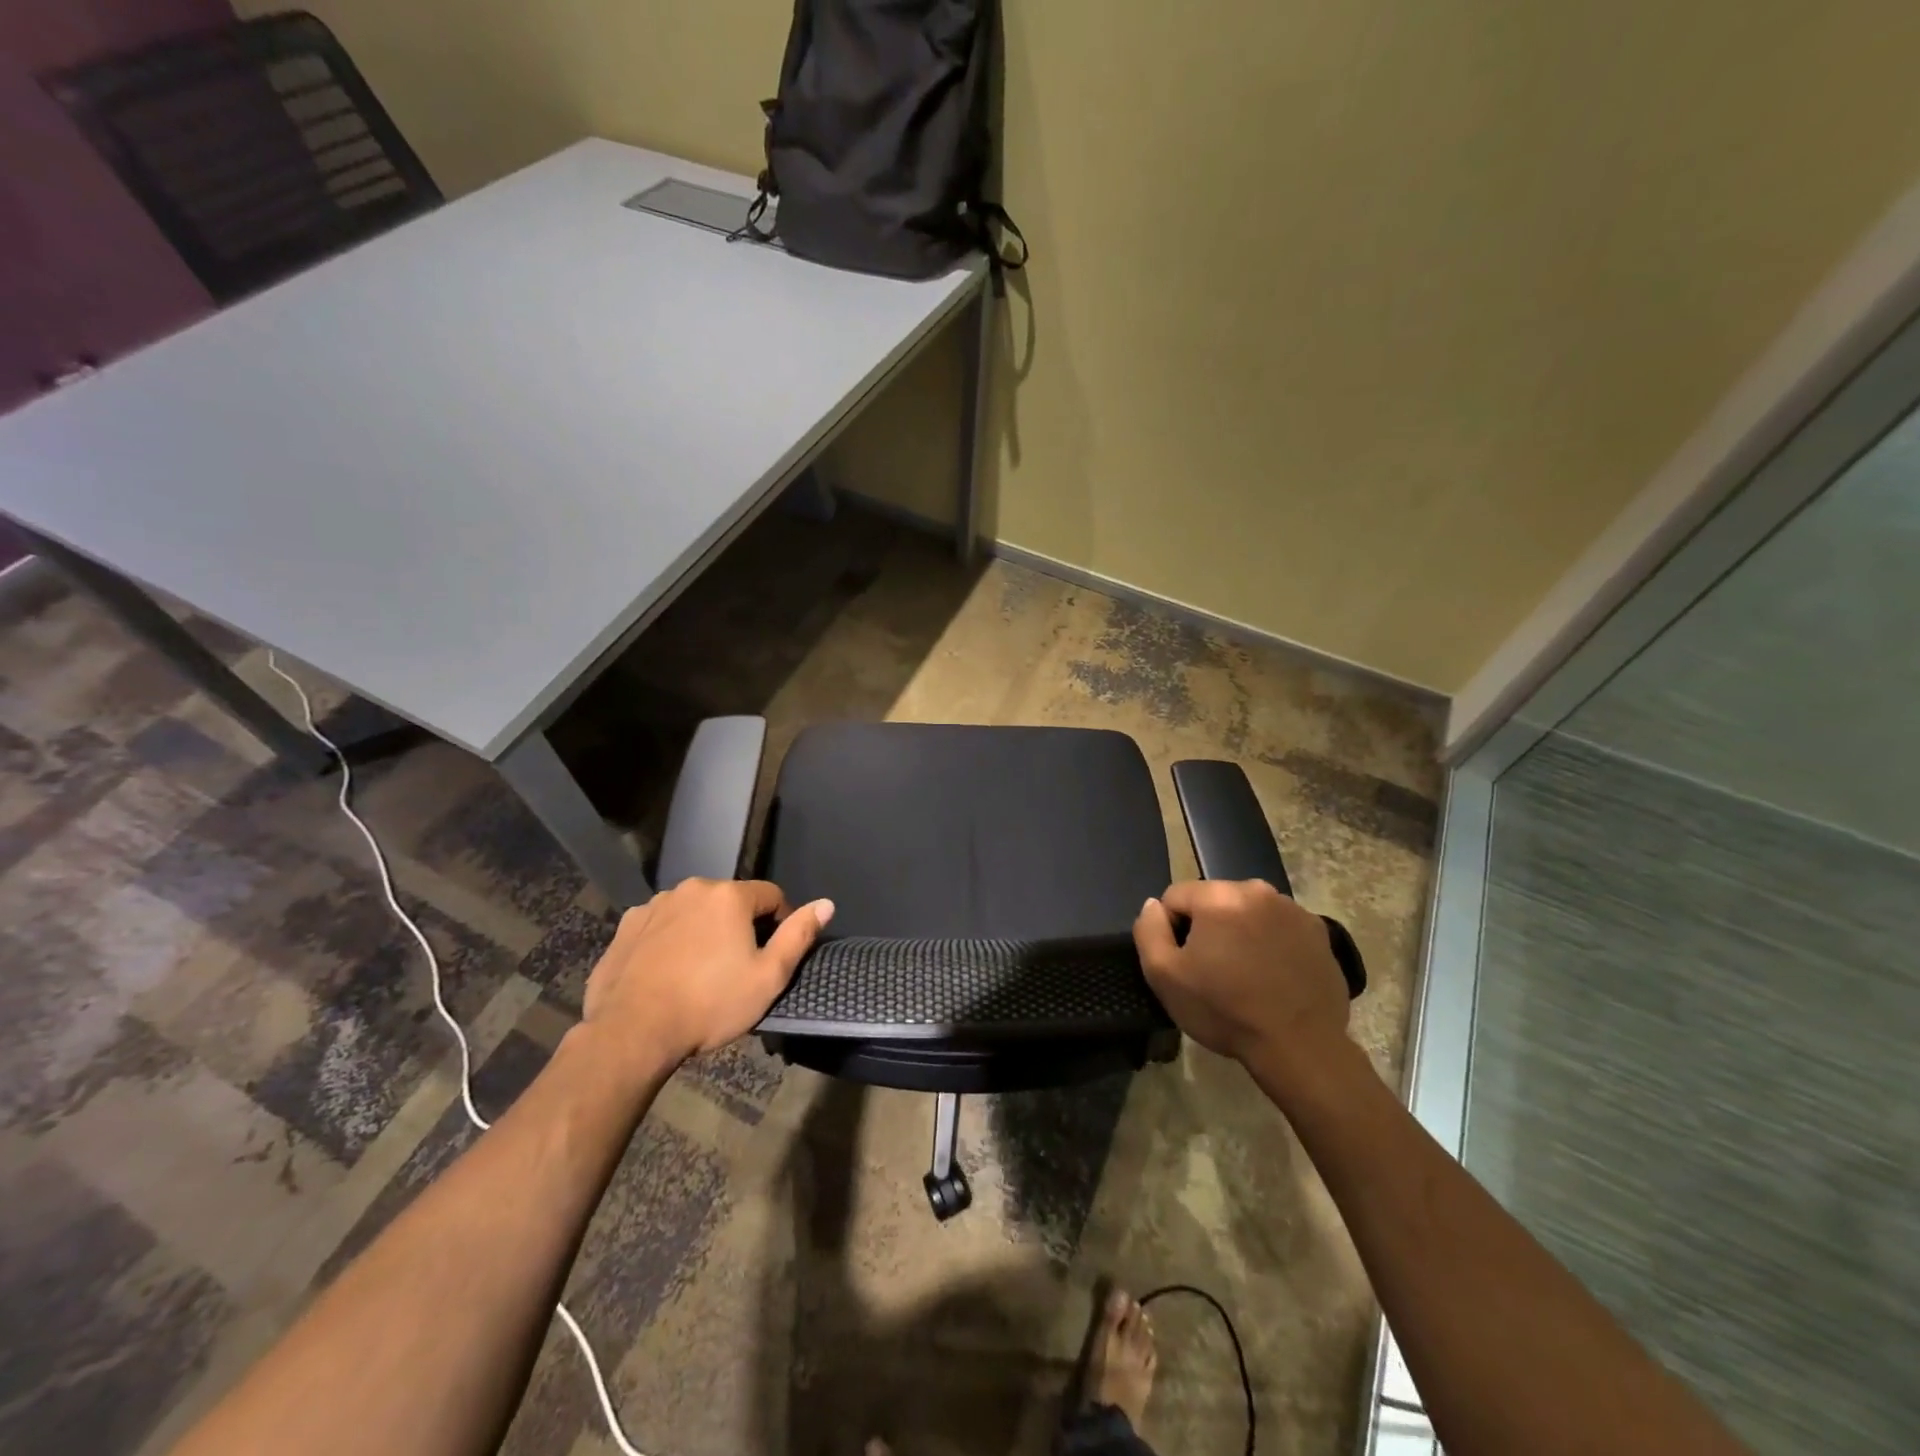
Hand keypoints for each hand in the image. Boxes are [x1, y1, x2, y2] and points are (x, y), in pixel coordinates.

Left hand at [581, 879, 833, 1069]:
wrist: (631, 1032)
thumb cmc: (710, 1004)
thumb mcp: (768, 977)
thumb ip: (798, 936)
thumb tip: (826, 903)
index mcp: (730, 896)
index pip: (772, 896)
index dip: (781, 922)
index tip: (774, 954)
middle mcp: (692, 888)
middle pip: (731, 901)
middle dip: (740, 926)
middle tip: (738, 966)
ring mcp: (655, 905)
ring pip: (695, 911)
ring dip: (704, 930)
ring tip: (701, 970)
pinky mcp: (627, 925)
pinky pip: (662, 924)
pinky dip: (671, 939)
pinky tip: (668, 971)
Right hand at [1133, 879, 1348, 1067]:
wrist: (1301, 1047)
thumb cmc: (1225, 1011)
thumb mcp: (1164, 975)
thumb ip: (1149, 930)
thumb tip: (1153, 906)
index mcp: (1219, 896)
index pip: (1175, 896)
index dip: (1171, 930)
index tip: (1185, 964)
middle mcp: (1259, 890)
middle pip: (1214, 901)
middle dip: (1208, 928)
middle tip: (1214, 971)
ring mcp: (1294, 910)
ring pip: (1248, 913)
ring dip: (1241, 933)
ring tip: (1246, 976)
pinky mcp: (1319, 933)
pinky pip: (1280, 928)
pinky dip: (1272, 944)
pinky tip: (1274, 977)